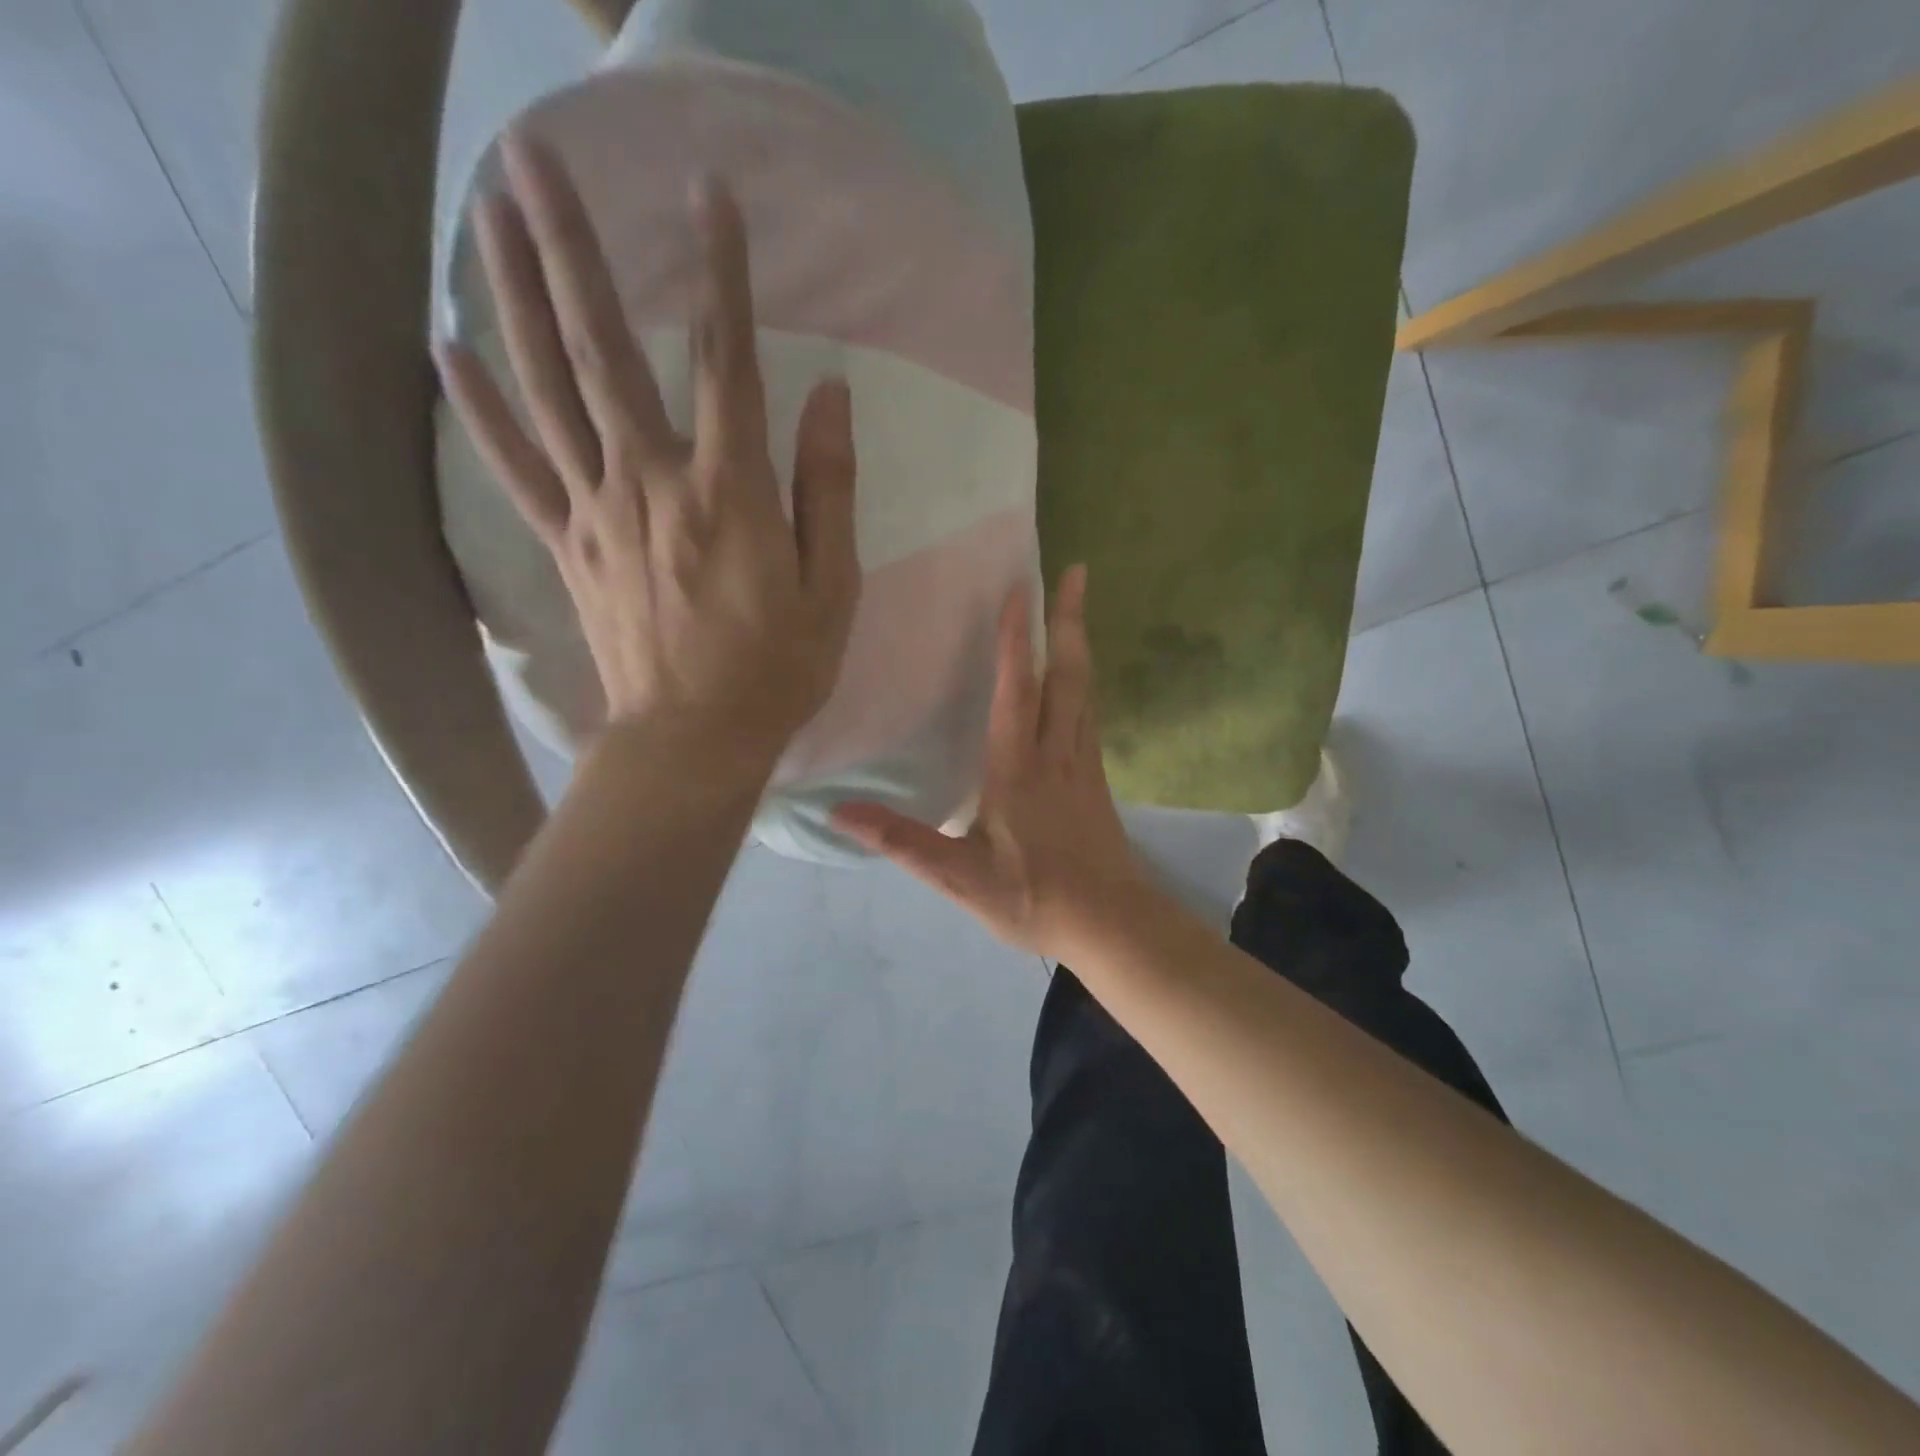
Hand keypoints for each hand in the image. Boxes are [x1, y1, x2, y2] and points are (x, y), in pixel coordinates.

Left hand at [435, 134, 859, 771]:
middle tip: (532, 154)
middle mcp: (653, 484)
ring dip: (511, 295)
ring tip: (481, 210)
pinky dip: (478, 407)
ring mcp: (597, 512)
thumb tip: (830, 396)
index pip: (727, 361)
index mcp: (731, 494)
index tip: (709, 192)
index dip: (721, 272)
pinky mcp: (567, 545)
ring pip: (547, 389)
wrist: (693, 740)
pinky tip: (445, 348)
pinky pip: (515, 466)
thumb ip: (828, 489)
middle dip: (570, 247)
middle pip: (604, 350)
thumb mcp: (833, 588)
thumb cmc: (778, 670)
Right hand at [835, 567, 1149, 959]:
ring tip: (1077, 606)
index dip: (1015, 639)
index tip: (1019, 588)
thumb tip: (840, 812)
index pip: (1016, 690)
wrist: (1112, 925)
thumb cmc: (1035, 898)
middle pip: (1067, 674)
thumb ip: (903, 842)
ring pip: (1085, 691)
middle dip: (1068, 619)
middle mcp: (1056, 753)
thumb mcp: (960, 878)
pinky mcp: (1096, 780)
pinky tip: (1080, 680)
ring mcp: (1083, 765)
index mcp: (1018, 768)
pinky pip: (1090, 715)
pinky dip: (1084, 682)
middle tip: (1076, 570)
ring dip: (1080, 643)